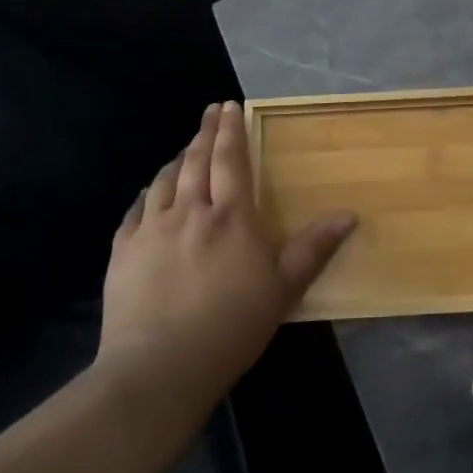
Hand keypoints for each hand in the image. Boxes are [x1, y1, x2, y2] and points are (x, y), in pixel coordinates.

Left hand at [96, 102, 355, 406]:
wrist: (160, 366)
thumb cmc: (232, 325)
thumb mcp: (284, 288)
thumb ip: (314, 248)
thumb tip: (349, 215)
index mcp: (231, 216)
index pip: (231, 160)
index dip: (231, 130)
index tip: (229, 106)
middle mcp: (189, 211)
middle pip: (196, 161)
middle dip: (204, 132)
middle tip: (209, 112)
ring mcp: (151, 230)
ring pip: (163, 181)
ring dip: (176, 160)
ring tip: (185, 150)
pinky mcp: (123, 253)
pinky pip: (135, 211)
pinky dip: (146, 195)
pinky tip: (149, 195)